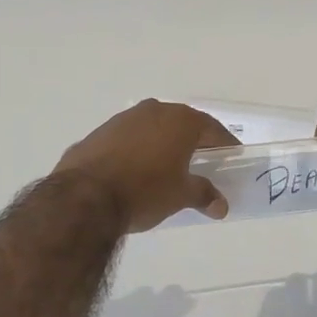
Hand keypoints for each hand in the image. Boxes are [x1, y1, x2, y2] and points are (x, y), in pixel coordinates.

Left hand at [54, 100, 238, 232]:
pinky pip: (128, 139)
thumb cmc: (145, 191)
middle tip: (202, 161)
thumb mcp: (181, 196)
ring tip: (167, 167)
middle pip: (182, 124)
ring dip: (162, 144)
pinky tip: (135, 171)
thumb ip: (204, 195)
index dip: (224, 144)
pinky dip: (137, 150)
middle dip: (193, 141)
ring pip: (152, 128)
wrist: (85, 196)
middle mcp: (153, 111)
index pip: (212, 129)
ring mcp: (123, 119)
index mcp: (180, 121)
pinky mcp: (99, 133)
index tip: (232, 157)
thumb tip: (221, 205)